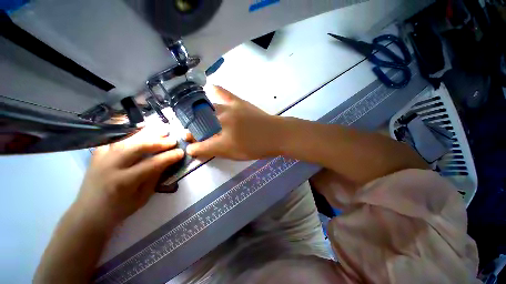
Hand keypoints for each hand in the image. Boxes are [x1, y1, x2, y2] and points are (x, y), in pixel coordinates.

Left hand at [73, 129, 184, 227]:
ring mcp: (101, 158)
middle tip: (172, 140)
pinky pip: (113, 138)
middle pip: (137, 147)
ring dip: (145, 134)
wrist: (88, 213)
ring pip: (126, 139)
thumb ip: (154, 178)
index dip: (168, 157)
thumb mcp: (142, 198)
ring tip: (160, 130)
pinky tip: (139, 130)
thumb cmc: (118, 210)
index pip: (151, 164)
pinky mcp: (96, 154)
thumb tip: (166, 162)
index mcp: (123, 182)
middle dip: (158, 142)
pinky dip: (127, 133)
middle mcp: (110, 166)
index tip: (181, 152)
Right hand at [187, 86, 282, 159]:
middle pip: (200, 126)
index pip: (200, 146)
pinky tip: (209, 90)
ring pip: (205, 110)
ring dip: (198, 116)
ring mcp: (229, 110)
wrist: (276, 134)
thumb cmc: (257, 148)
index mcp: (222, 141)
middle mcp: (222, 123)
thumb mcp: (235, 155)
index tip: (191, 148)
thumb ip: (215, 151)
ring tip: (197, 118)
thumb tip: (197, 149)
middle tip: (192, 134)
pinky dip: (213, 91)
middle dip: (192, 131)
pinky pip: (222, 92)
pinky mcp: (237, 101)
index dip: (193, 148)